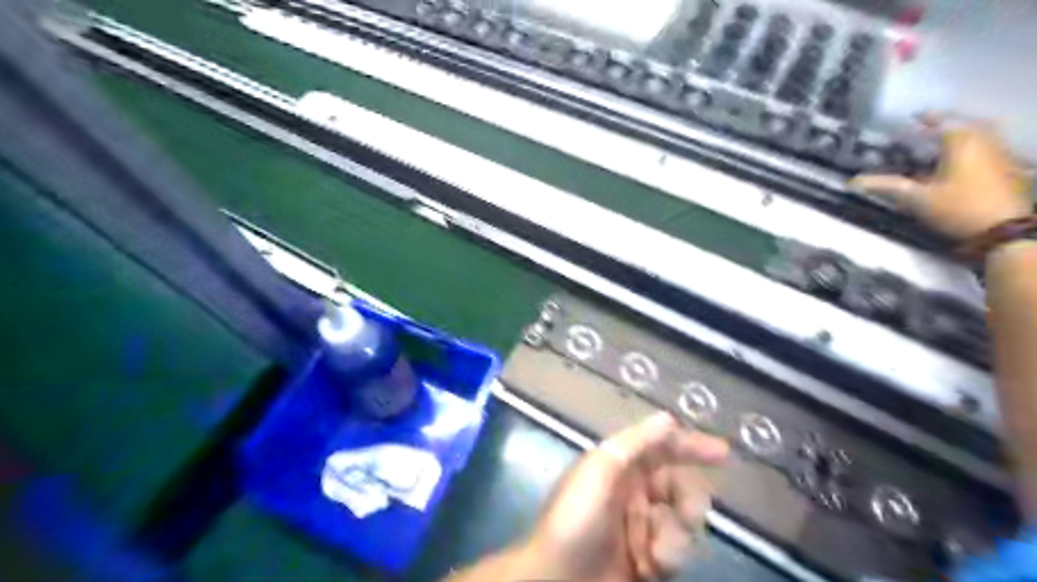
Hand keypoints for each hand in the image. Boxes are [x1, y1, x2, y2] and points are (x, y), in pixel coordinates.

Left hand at [524, 414, 723, 581]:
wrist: (559, 581)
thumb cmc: (576, 520)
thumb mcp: (599, 471)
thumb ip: (635, 444)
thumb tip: (668, 419)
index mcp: (620, 465)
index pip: (662, 447)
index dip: (690, 445)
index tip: (722, 453)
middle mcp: (634, 491)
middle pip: (680, 484)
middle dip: (688, 499)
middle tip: (684, 515)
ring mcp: (642, 525)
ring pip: (683, 520)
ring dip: (676, 536)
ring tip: (654, 554)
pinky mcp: (648, 557)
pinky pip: (676, 550)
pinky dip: (669, 557)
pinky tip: (649, 567)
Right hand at [846, 117, 1031, 239]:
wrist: (1002, 229)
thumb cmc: (957, 208)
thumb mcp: (916, 198)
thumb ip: (886, 186)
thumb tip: (852, 182)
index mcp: (962, 141)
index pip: (941, 121)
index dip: (924, 119)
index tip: (909, 119)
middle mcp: (984, 140)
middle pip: (963, 124)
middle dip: (943, 125)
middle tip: (924, 130)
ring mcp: (999, 152)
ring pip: (977, 135)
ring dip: (958, 136)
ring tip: (939, 143)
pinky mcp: (1006, 167)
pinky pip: (986, 147)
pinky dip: (970, 148)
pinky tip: (958, 161)